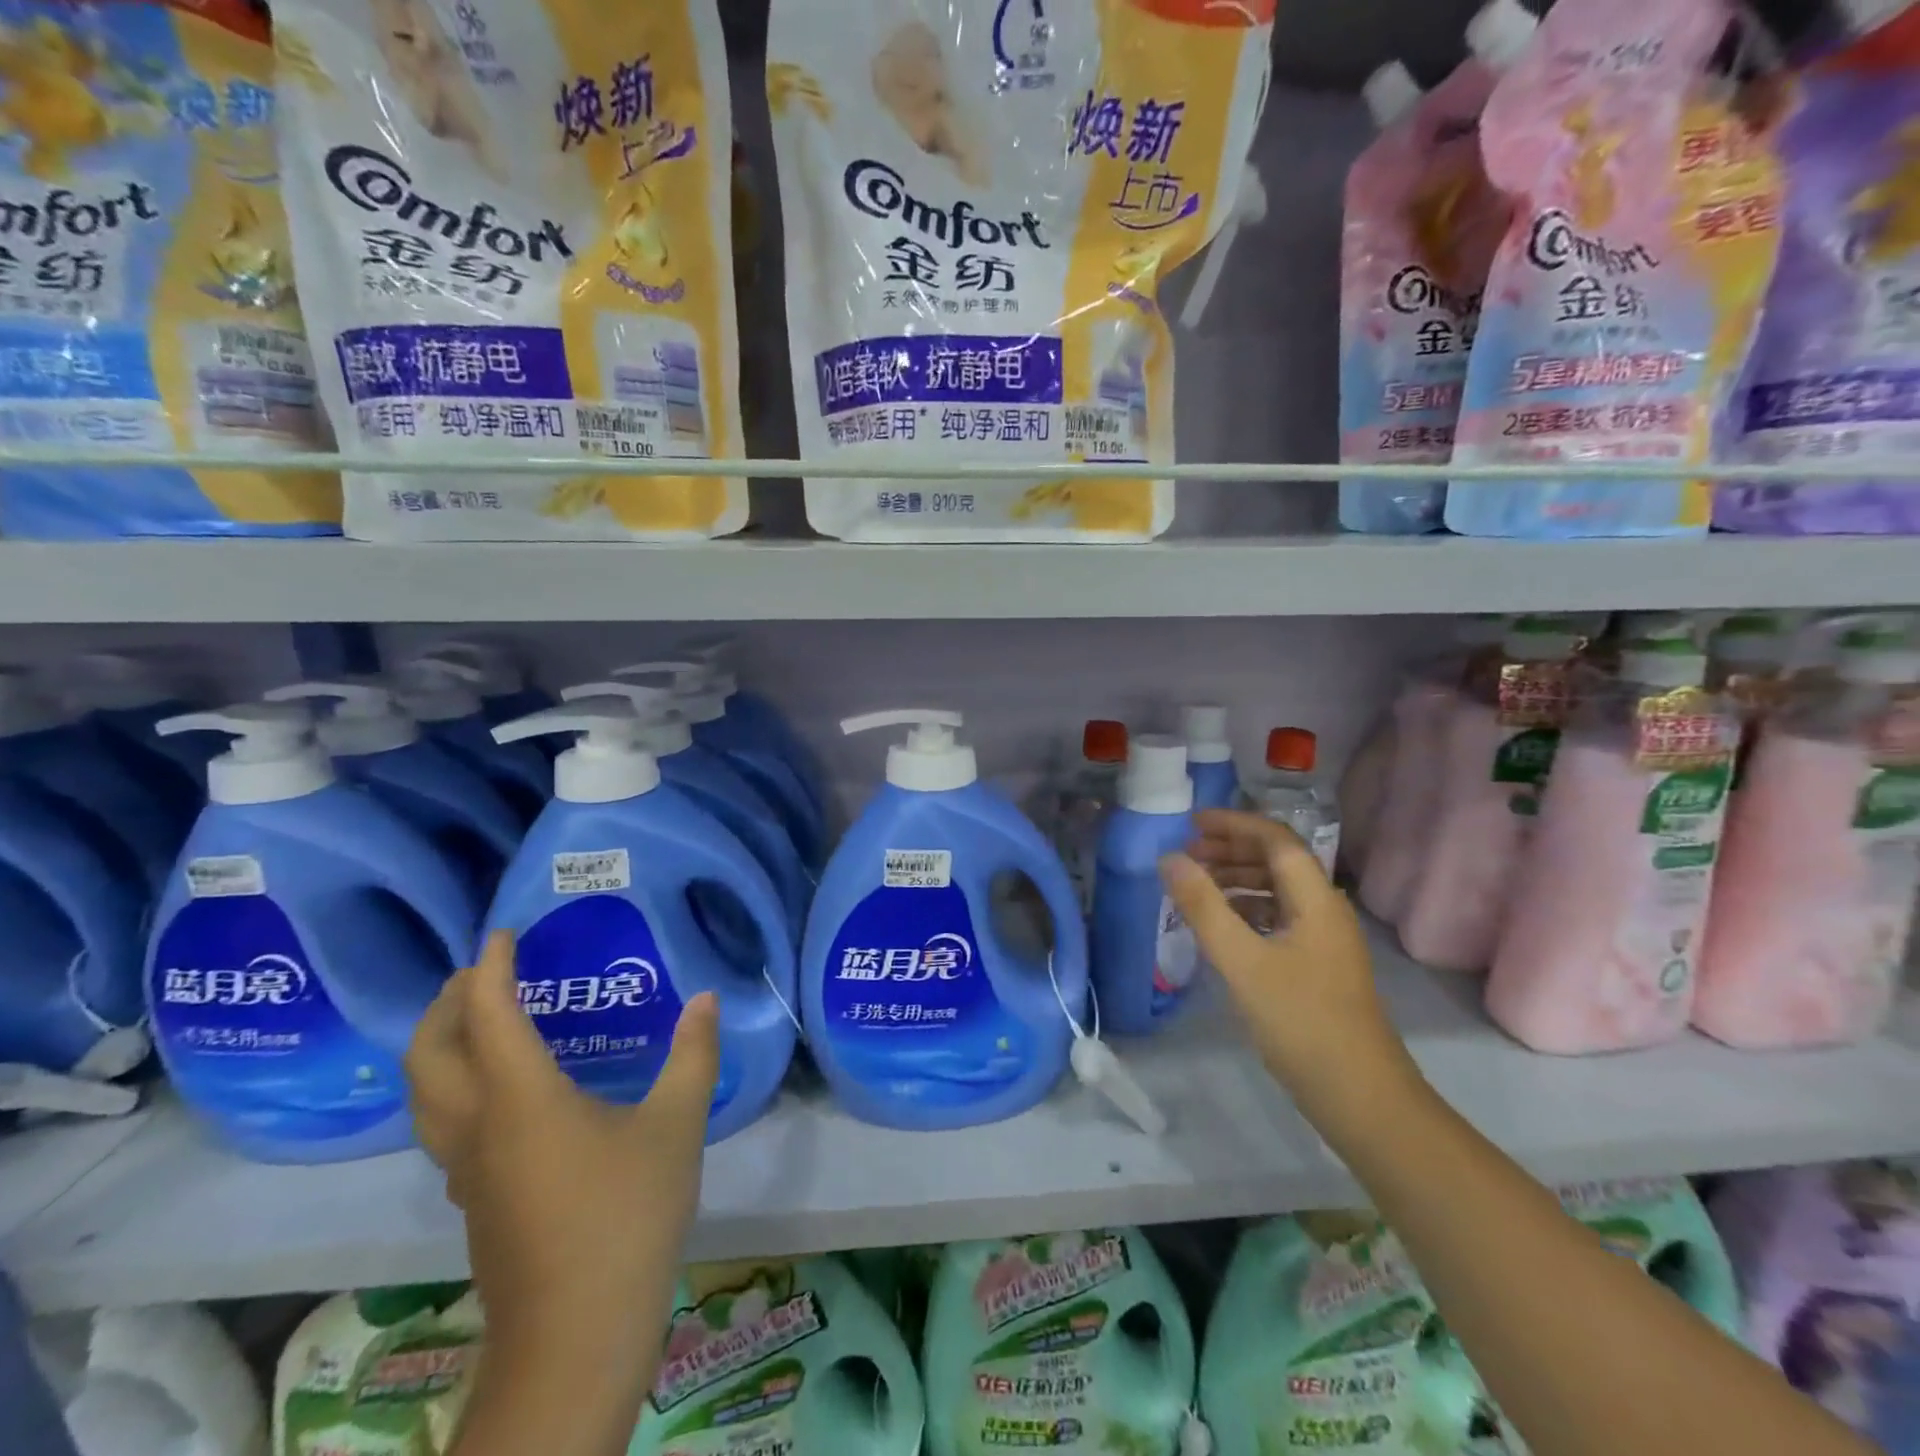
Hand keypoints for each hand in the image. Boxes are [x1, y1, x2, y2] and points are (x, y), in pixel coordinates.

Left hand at [406, 930, 717, 1371]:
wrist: (578, 1334)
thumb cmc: (627, 1215)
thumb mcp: (678, 1125)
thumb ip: (693, 1055)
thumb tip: (706, 999)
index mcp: (521, 1100)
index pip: (488, 1015)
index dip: (491, 968)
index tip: (503, 933)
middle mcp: (479, 1127)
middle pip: (429, 1056)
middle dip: (446, 1004)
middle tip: (482, 971)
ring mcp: (468, 1170)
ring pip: (426, 1095)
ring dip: (440, 1046)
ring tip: (480, 1020)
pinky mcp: (476, 1199)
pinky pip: (446, 1124)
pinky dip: (457, 1085)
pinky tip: (504, 1090)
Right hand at [1159, 810, 1415, 1115]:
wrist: (1361, 1098)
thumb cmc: (1301, 1022)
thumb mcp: (1243, 961)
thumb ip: (1204, 907)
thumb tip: (1170, 858)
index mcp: (1316, 900)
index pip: (1275, 840)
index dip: (1233, 824)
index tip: (1190, 824)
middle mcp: (1324, 910)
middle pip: (1277, 861)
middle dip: (1231, 850)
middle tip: (1186, 855)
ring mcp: (1323, 940)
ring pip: (1277, 891)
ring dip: (1237, 879)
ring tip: (1195, 885)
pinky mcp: (1316, 967)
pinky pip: (1277, 919)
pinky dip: (1245, 910)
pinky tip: (1220, 925)